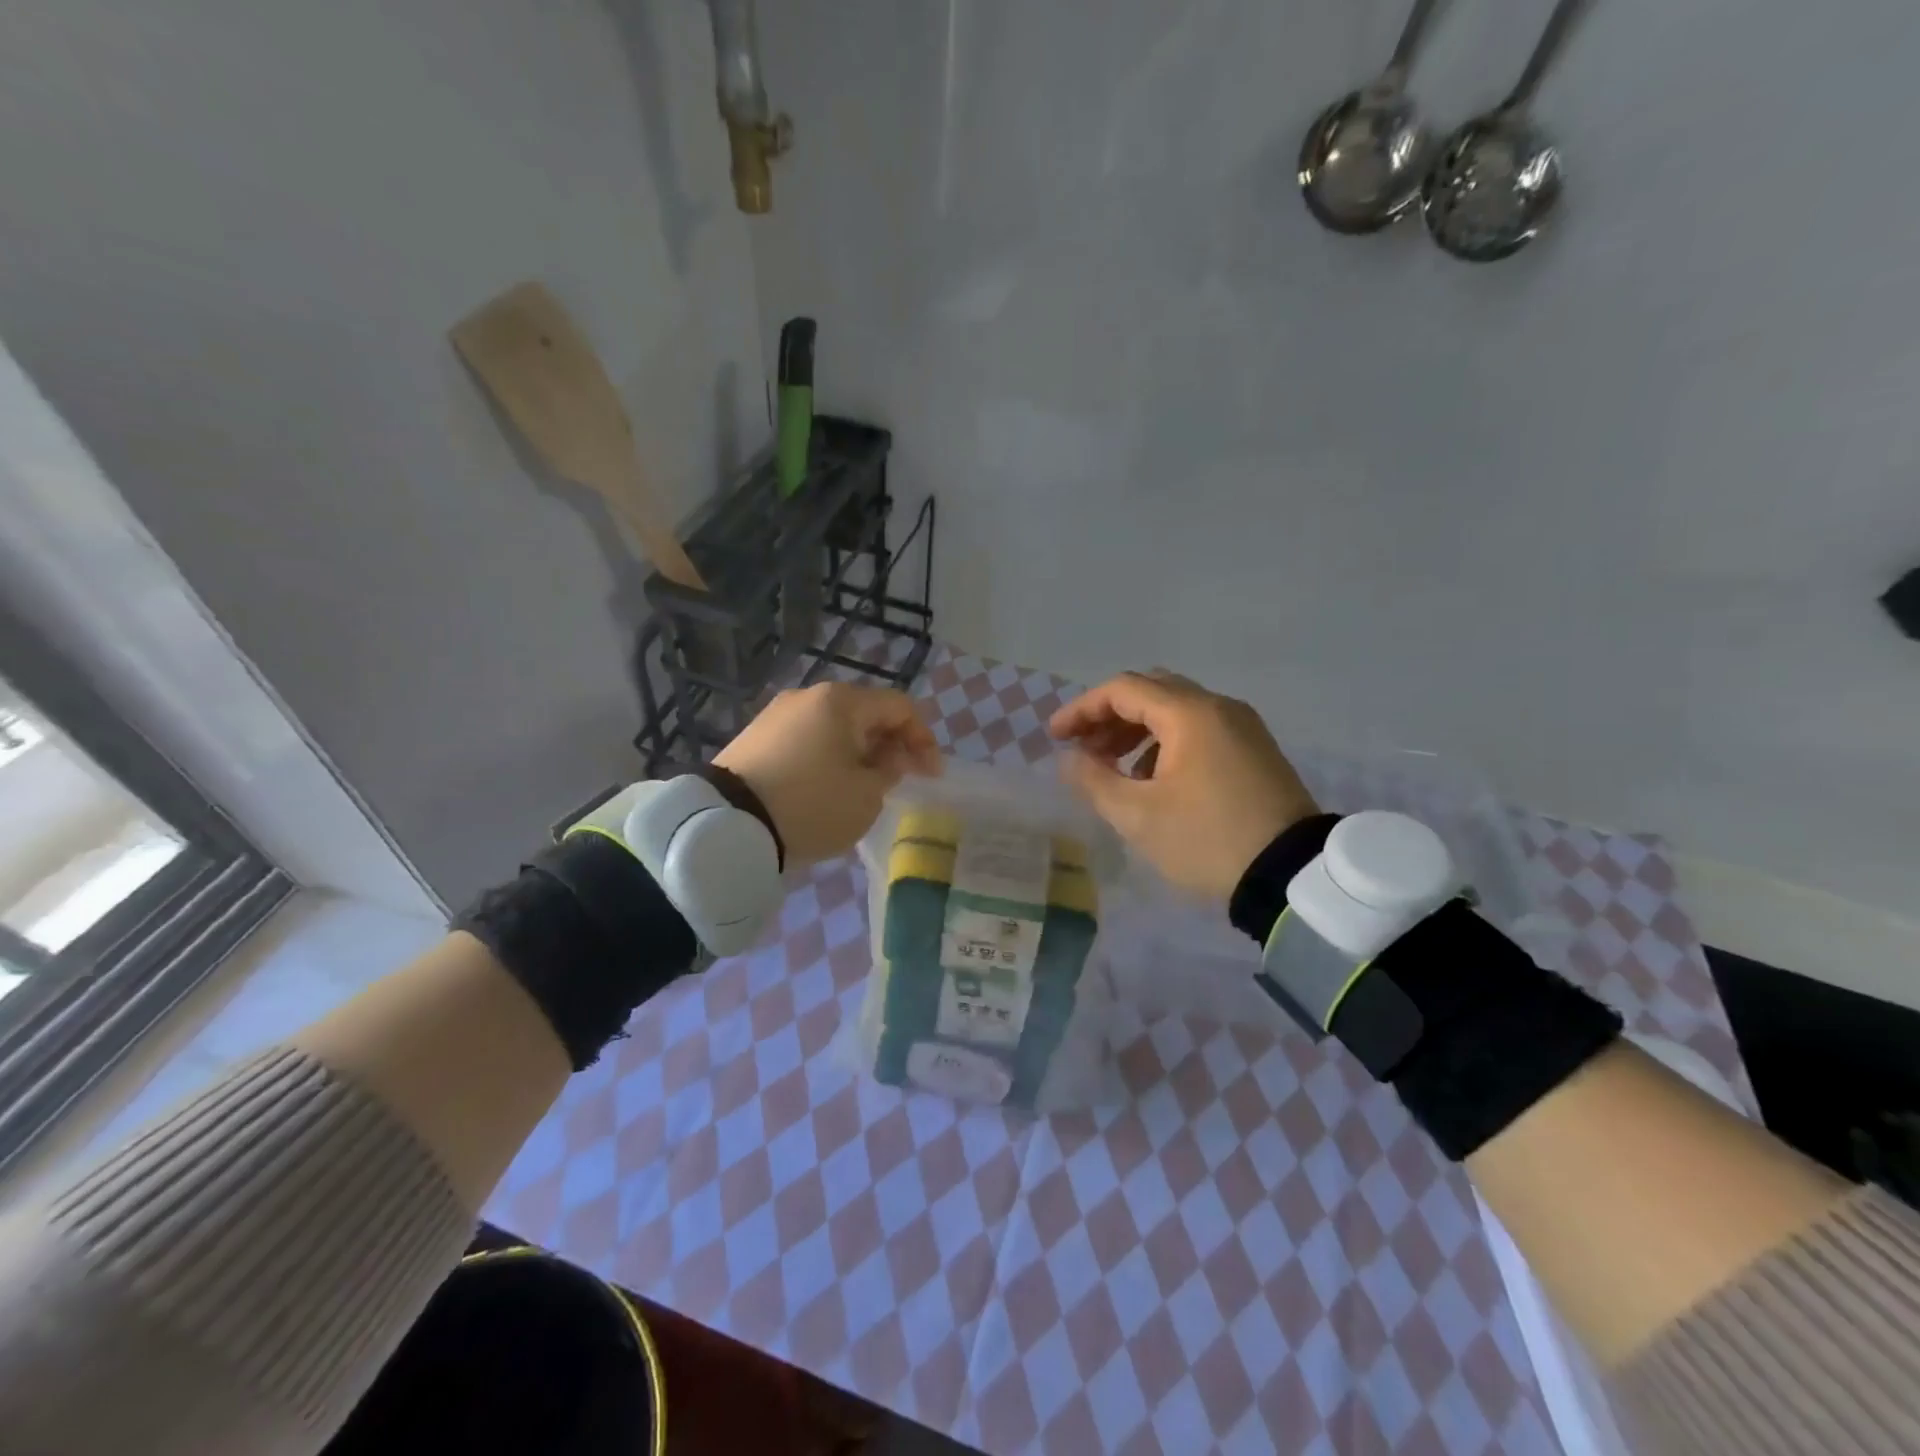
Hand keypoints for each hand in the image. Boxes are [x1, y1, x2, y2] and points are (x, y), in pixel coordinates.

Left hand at [716, 682, 940, 863]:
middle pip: (865, 714)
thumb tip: (888, 758)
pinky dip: (827, 758)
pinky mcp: (755, 738)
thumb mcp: (867, 795)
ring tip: (863, 787)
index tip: (931, 775)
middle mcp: (808, 696)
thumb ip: (890, 771)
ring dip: (858, 753)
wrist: (729, 825)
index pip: (899, 707)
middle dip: (890, 745)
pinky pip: (806, 741)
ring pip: (833, 728)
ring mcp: (776, 715)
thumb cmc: (812, 805)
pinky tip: (826, 788)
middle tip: (900, 780)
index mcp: (842, 701)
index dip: (923, 739)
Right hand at [1049, 670, 1318, 899]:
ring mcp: (1243, 727)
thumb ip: (1094, 780)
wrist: (1292, 876)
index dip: (1082, 709)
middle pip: (1151, 692)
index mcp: (1190, 714)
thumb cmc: (1207, 840)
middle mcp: (1219, 707)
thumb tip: (1071, 758)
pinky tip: (1154, 780)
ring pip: (1176, 710)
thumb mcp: (1138, 816)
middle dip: (1109, 717)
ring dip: (1137, 731)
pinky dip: (1166, 743)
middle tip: (1084, 749)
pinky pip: (1200, 730)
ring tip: (1114, 770)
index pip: (1122, 689)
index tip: (1056, 737)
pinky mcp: (1255, 750)